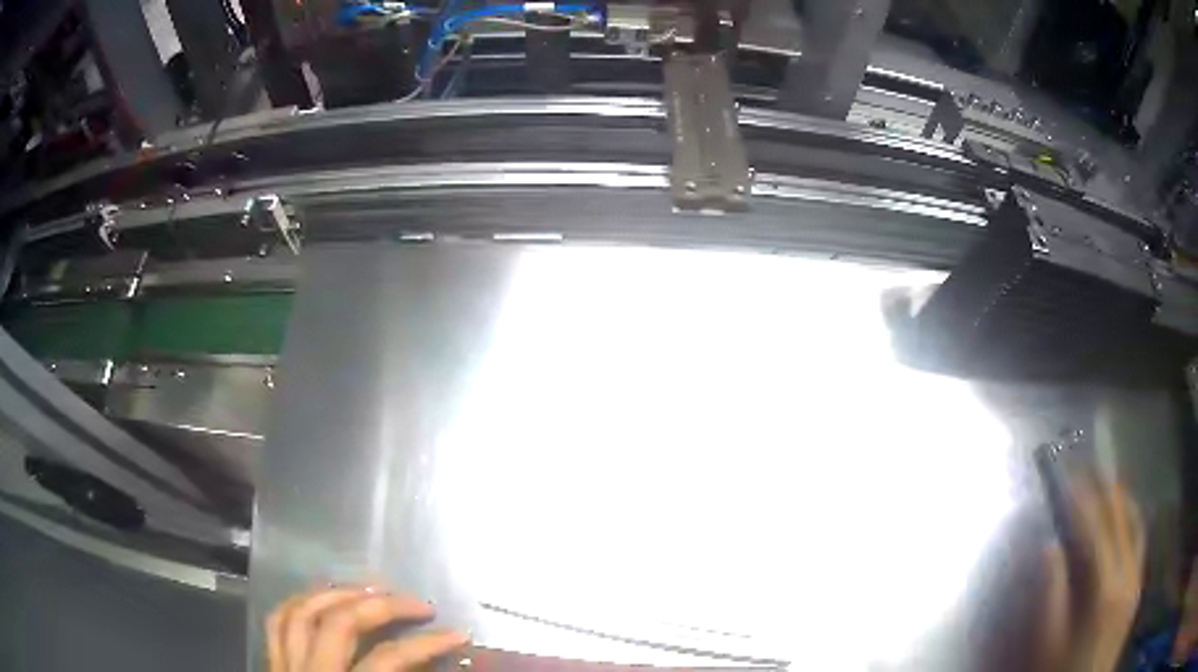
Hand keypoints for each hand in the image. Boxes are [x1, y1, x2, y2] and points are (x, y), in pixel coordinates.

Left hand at [267, 585, 468, 671]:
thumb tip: (432, 667)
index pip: (390, 659)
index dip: (427, 643)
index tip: (458, 634)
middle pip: (342, 623)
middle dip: (383, 605)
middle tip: (419, 604)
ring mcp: (286, 666)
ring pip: (304, 612)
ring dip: (339, 594)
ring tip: (371, 590)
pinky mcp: (272, 664)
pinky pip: (278, 621)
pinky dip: (299, 602)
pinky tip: (320, 598)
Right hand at [1039, 474, 1144, 671]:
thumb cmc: (1064, 671)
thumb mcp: (1049, 644)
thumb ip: (1051, 596)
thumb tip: (1049, 547)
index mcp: (1105, 588)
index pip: (1096, 530)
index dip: (1083, 500)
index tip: (1069, 477)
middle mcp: (1128, 572)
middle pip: (1120, 520)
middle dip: (1104, 490)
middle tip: (1089, 467)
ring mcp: (1137, 575)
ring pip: (1136, 524)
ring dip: (1122, 500)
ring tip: (1108, 483)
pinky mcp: (1139, 583)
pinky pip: (1141, 540)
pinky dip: (1133, 519)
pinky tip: (1127, 516)